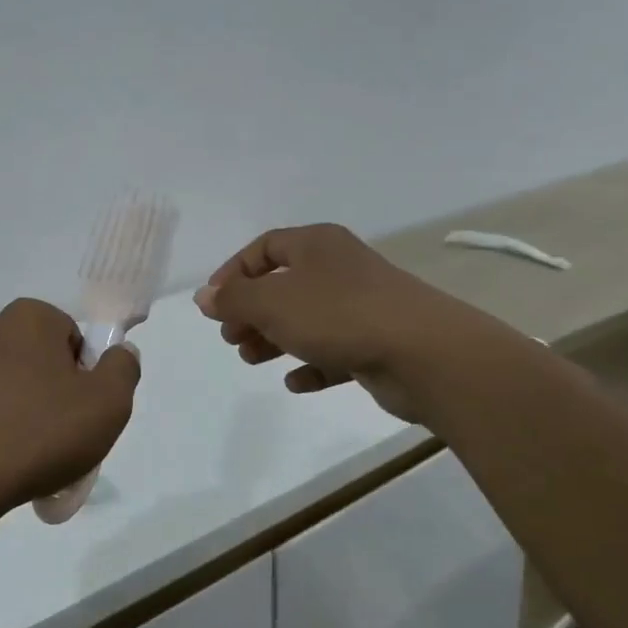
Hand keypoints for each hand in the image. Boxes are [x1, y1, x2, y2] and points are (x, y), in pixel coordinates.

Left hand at [0, 298, 141, 518]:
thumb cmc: (39, 434)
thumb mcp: (108, 405)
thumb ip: (123, 369)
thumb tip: (120, 352)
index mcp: (29, 318)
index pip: (70, 337)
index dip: (82, 375)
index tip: (80, 412)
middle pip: (32, 357)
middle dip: (46, 389)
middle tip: (55, 436)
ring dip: (11, 406)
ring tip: (19, 455)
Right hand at [194, 224, 446, 422]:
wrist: (424, 353)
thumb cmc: (338, 315)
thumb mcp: (272, 303)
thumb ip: (234, 299)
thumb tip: (203, 297)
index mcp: (316, 245)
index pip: (264, 248)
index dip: (234, 272)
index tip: (214, 304)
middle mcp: (339, 269)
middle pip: (283, 285)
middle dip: (252, 312)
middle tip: (231, 337)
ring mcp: (361, 306)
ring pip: (306, 319)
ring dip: (274, 339)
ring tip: (250, 359)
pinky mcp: (375, 342)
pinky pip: (333, 350)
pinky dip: (311, 364)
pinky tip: (295, 382)